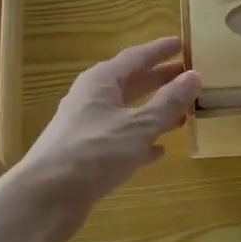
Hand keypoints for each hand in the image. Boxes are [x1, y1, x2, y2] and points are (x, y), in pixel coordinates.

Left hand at [11, 36, 200, 232]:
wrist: (45, 198)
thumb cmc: (94, 152)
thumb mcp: (138, 125)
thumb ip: (168, 102)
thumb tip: (194, 76)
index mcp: (101, 82)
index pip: (135, 57)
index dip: (160, 51)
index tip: (182, 44)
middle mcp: (92, 99)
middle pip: (131, 83)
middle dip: (159, 80)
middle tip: (189, 77)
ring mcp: (88, 128)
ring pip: (127, 113)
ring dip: (154, 112)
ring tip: (183, 113)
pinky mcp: (87, 156)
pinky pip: (121, 141)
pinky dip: (141, 142)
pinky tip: (160, 150)